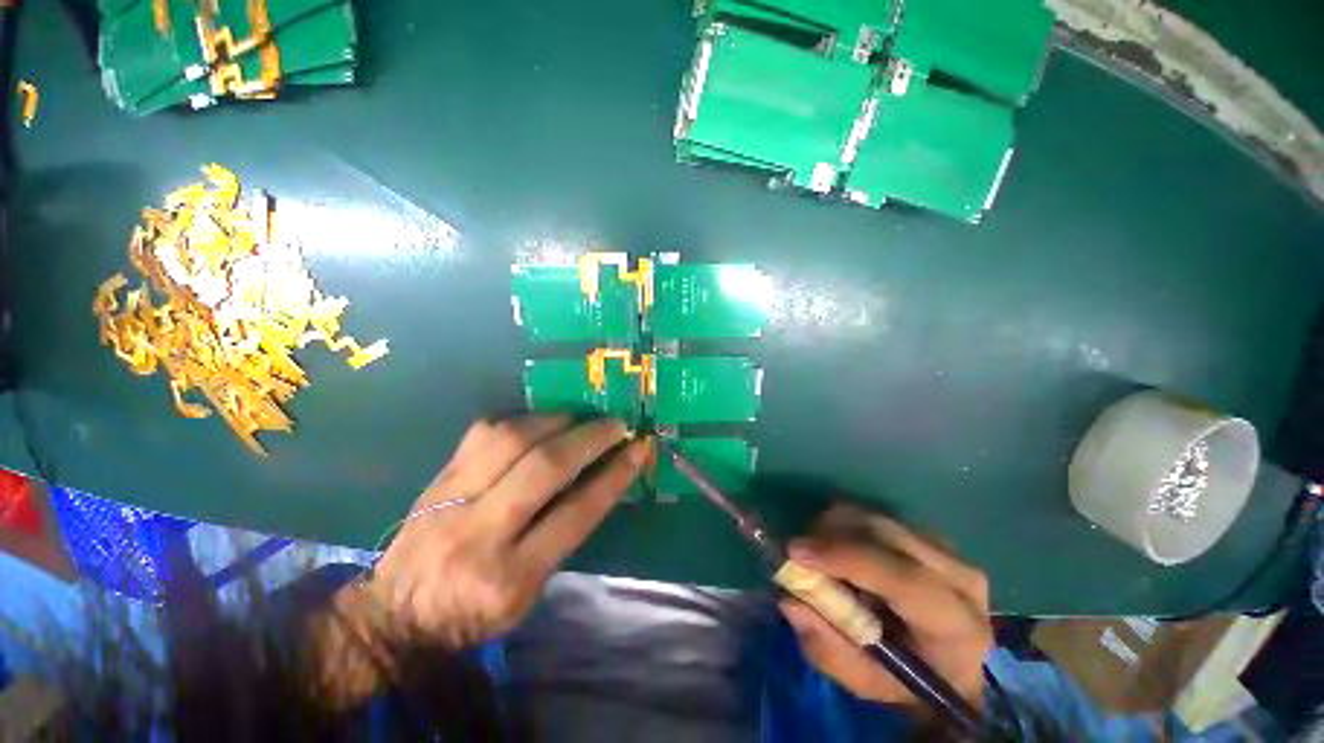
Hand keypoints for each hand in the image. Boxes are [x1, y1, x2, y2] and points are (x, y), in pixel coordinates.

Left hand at [360, 415, 649, 646]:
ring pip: (512, 439)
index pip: (576, 513)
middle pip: (544, 467)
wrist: (394, 615)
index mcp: (511, 576)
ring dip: (556, 420)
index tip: (637, 449)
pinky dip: (520, 420)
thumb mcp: (529, 593)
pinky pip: (483, 431)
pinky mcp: (438, 478)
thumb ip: (564, 536)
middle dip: (590, 438)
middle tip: (615, 424)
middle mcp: (481, 532)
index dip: (614, 475)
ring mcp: (453, 499)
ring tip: (578, 418)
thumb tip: (600, 479)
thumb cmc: (474, 613)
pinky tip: (537, 422)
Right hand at [779, 505, 991, 718]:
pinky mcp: (932, 536)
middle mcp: (961, 578)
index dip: (845, 557)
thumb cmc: (908, 683)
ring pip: (880, 517)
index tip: (795, 551)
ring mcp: (949, 551)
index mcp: (955, 626)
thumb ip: (827, 647)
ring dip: (838, 525)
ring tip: (819, 551)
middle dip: (832, 533)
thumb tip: (789, 599)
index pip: (903, 578)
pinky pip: (880, 515)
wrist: (952, 670)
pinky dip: (850, 523)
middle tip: (798, 548)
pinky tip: (841, 547)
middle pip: (887, 533)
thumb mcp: (865, 682)